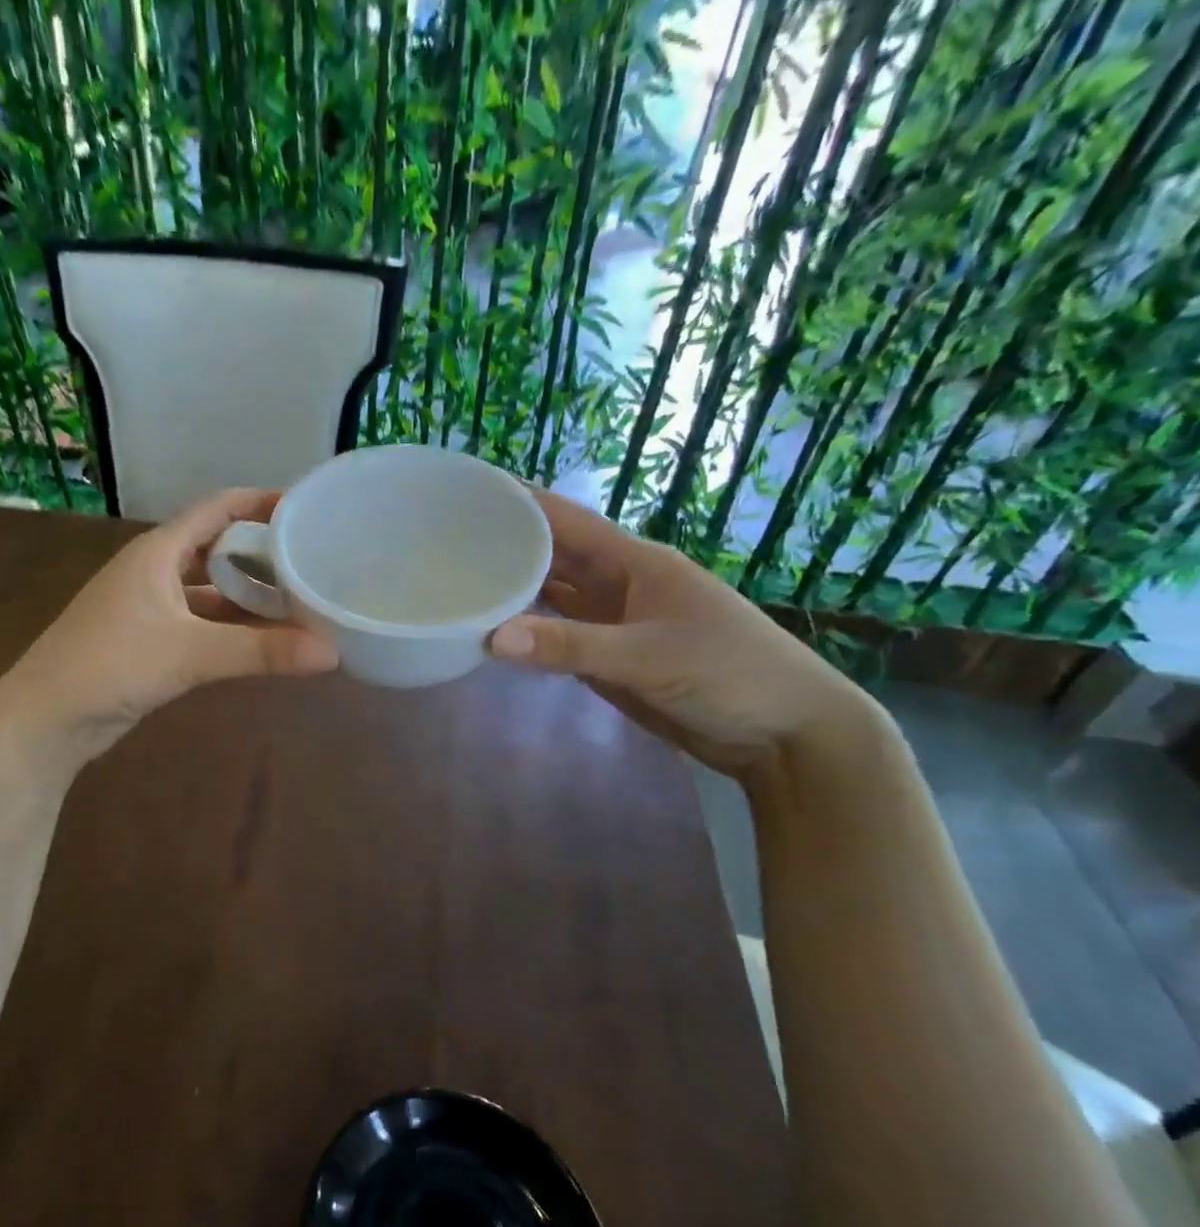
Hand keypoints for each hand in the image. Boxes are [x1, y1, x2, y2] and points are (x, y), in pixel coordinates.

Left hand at [0, 489, 337, 764]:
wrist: (46, 717)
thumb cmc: (112, 664)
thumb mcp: (190, 653)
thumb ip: (260, 651)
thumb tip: (332, 652)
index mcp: (158, 552)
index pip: (218, 508)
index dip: (260, 502)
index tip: (306, 507)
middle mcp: (153, 570)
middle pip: (215, 547)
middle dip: (260, 552)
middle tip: (311, 559)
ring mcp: (147, 606)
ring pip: (207, 590)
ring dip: (246, 595)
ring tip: (296, 600)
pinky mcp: (146, 640)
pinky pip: (198, 622)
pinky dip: (228, 626)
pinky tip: (259, 640)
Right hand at [487, 487, 879, 779]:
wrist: (784, 734)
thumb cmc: (730, 674)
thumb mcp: (648, 656)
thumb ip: (570, 647)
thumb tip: (492, 638)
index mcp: (634, 562)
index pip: (564, 520)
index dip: (519, 501)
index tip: (468, 491)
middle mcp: (617, 584)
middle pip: (552, 554)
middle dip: (504, 543)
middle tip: (443, 542)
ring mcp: (612, 621)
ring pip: (551, 594)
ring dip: (511, 587)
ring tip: (455, 579)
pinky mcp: (609, 657)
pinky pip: (557, 634)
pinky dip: (526, 631)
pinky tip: (492, 629)